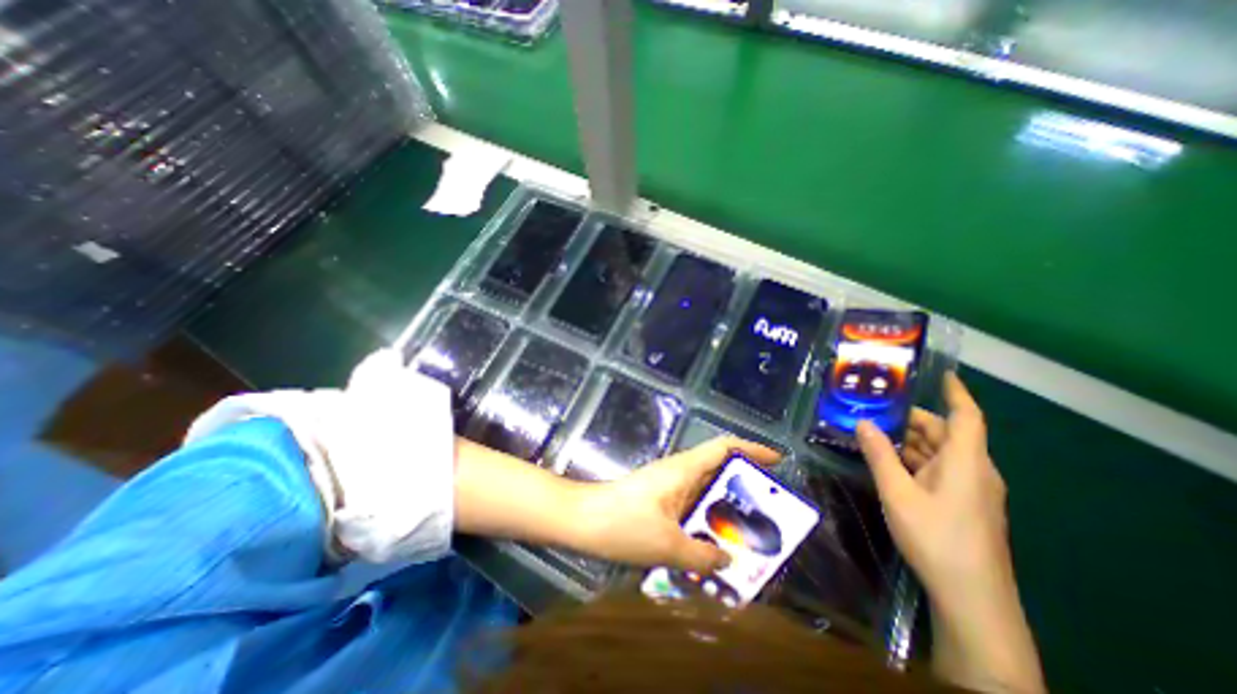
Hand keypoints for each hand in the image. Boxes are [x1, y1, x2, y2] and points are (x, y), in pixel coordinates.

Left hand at [572, 440, 781, 573]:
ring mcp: (668, 485)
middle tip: (770, 513)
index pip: (723, 447)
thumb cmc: (624, 524)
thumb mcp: (668, 546)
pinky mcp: (659, 499)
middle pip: (718, 469)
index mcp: (684, 470)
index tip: (776, 461)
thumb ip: (703, 555)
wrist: (583, 519)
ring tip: (747, 535)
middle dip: (745, 487)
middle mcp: (679, 472)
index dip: (751, 448)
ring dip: (725, 508)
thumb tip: (728, 560)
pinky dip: (706, 519)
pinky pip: (691, 504)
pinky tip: (711, 544)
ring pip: (705, 489)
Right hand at [864, 375, 1040, 693]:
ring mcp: (970, 489)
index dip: (956, 393)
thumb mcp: (898, 493)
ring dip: (908, 440)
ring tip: (873, 431)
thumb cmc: (936, 538)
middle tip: (874, 408)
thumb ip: (879, 455)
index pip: (967, 417)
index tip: (942, 374)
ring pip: (938, 452)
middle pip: (944, 433)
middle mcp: (973, 470)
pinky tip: (888, 461)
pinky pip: (938, 469)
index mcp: (966, 462)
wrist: (972, 599)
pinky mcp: (964, 504)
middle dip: (911, 419)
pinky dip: (913, 459)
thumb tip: (862, 423)